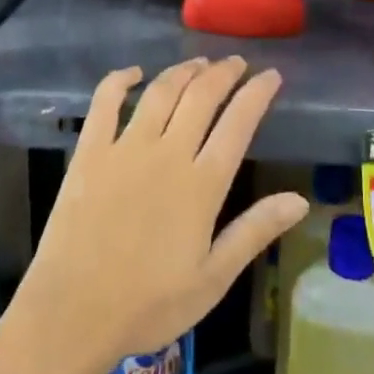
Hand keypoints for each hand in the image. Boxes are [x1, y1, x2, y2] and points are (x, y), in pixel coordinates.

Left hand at [13, 57, 308, 373]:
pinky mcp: (89, 153)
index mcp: (202, 184)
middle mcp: (167, 154)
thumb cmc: (149, 303)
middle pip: (201, 97)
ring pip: (160, 92)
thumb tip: (300, 200)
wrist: (74, 311)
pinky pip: (105, 103)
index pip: (238, 124)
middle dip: (223, 73)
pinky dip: (120, 80)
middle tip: (237, 63)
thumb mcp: (214, 277)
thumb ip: (255, 231)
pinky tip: (134, 73)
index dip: (257, 94)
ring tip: (199, 63)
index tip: (271, 76)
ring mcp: (124, 148)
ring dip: (183, 71)